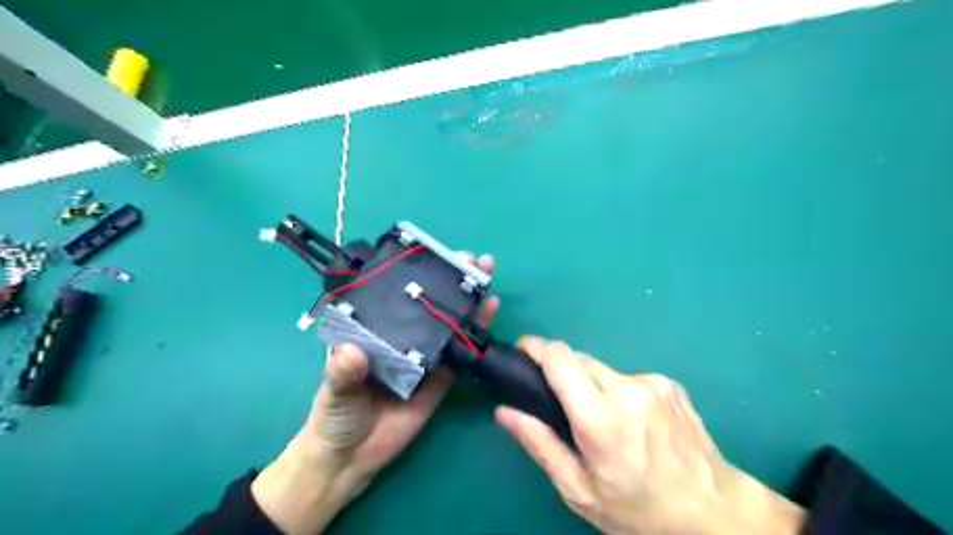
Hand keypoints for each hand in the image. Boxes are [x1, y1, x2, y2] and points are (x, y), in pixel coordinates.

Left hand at [254, 252, 498, 534]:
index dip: (416, 273)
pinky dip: (475, 336)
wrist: (350, 460)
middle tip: (472, 260)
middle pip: (429, 305)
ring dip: (468, 302)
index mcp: (375, 331)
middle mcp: (402, 338)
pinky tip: (489, 314)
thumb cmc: (335, 417)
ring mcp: (425, 357)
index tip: (433, 255)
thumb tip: (352, 352)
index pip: (397, 294)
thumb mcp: (334, 391)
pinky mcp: (441, 379)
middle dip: (451, 281)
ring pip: (449, 325)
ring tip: (487, 278)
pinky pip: (460, 355)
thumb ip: (342, 373)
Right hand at [500, 338, 801, 533]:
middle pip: (578, 359)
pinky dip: (618, 391)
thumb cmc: (639, 510)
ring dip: (591, 385)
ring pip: (602, 369)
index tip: (523, 350)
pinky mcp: (669, 383)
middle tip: (560, 403)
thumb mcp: (580, 490)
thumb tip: (505, 412)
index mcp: (601, 420)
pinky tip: (632, 421)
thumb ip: (540, 445)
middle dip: (561, 371)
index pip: (561, 360)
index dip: (537, 347)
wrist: (714, 512)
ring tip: (602, 420)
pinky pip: (628, 377)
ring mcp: (652, 383)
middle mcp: (627, 390)